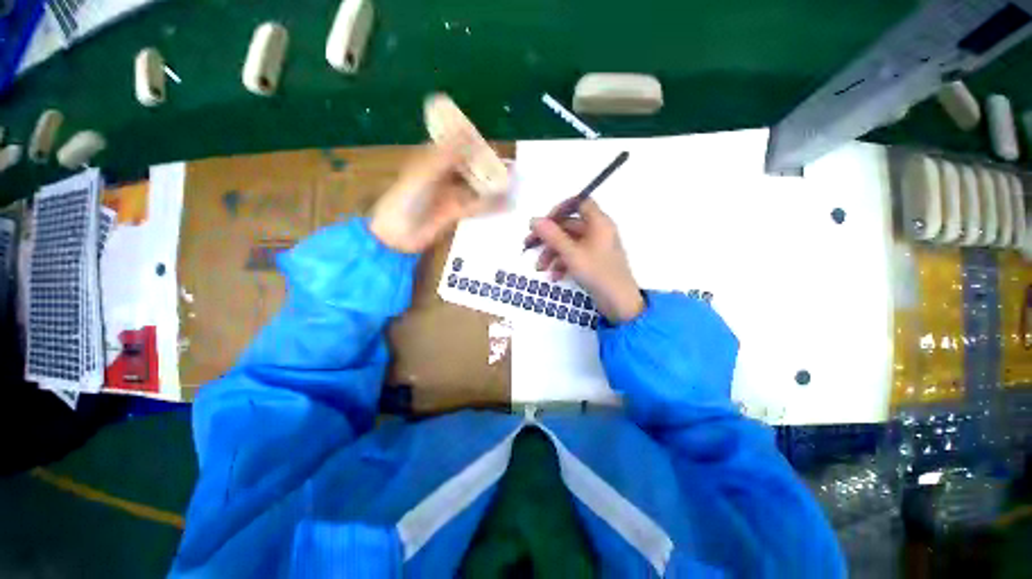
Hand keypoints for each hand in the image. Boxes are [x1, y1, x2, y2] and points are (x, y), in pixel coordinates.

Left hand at [370, 138, 504, 252]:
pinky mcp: (455, 212)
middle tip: (513, 168)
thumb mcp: (425, 173)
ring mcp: (451, 195)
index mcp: (433, 161)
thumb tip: (467, 129)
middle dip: (490, 167)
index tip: (496, 145)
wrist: (397, 234)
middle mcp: (444, 175)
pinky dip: (490, 205)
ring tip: (515, 184)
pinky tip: (505, 205)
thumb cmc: (405, 199)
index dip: (476, 144)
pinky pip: (476, 206)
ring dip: (493, 186)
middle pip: (471, 168)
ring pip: (476, 187)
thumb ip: (447, 154)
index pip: (458, 147)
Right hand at [527, 200, 643, 322]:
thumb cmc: (598, 274)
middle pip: (568, 226)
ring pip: (568, 243)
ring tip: (540, 268)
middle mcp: (597, 231)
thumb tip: (534, 219)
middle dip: (548, 237)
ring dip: (552, 253)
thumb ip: (552, 235)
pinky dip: (562, 264)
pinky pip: (574, 256)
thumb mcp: (572, 254)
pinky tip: (554, 277)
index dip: (560, 208)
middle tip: (528, 245)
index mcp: (598, 223)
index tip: (543, 222)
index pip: (579, 202)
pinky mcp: (592, 261)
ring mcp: (595, 247)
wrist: (619, 303)